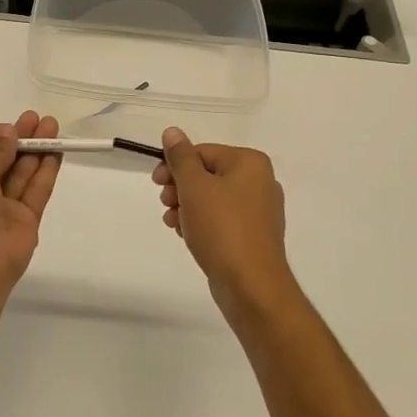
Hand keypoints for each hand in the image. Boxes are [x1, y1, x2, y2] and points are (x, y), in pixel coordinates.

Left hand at [0, 111, 61, 296]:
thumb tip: (8, 133)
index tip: (14, 124)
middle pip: (4, 163)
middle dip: (20, 140)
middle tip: (38, 119)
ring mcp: (4, 211)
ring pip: (23, 175)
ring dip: (37, 151)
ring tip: (53, 127)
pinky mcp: (26, 223)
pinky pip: (37, 192)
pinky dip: (46, 172)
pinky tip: (57, 151)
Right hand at [152, 127, 294, 317]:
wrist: (251, 285)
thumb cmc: (221, 228)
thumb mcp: (194, 186)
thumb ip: (181, 157)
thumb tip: (172, 132)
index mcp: (250, 163)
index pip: (203, 152)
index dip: (175, 165)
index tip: (156, 182)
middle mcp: (260, 181)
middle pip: (207, 174)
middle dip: (180, 187)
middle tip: (165, 203)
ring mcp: (259, 210)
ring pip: (212, 198)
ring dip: (187, 206)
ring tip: (173, 222)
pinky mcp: (254, 235)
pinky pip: (222, 219)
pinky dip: (202, 222)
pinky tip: (186, 234)